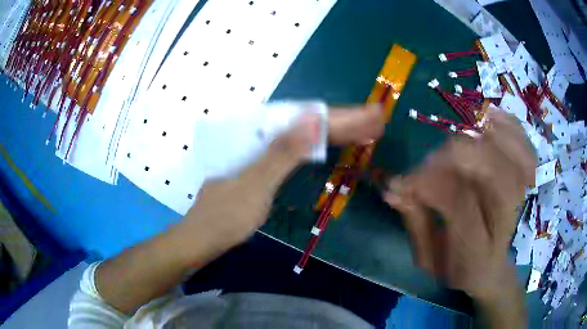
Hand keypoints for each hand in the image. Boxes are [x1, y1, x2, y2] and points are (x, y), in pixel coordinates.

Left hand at [93, 103, 385, 314]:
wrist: (202, 238)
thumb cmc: (225, 217)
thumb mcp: (255, 185)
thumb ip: (283, 152)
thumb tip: (313, 118)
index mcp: (260, 137)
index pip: (309, 120)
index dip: (343, 118)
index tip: (372, 115)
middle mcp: (262, 138)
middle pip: (309, 124)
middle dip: (345, 121)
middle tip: (377, 121)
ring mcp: (262, 153)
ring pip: (303, 135)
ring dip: (334, 131)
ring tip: (365, 128)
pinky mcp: (263, 167)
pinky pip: (294, 150)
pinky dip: (316, 146)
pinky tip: (330, 142)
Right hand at [383, 108, 535, 300]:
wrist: (492, 271)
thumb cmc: (457, 268)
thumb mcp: (428, 259)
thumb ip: (415, 222)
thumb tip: (394, 187)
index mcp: (477, 253)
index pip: (461, 205)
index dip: (431, 183)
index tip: (404, 180)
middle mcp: (507, 224)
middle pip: (497, 175)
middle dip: (458, 156)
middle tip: (432, 160)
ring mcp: (524, 202)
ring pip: (517, 157)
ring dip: (487, 135)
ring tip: (461, 133)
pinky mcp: (528, 185)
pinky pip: (527, 148)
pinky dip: (511, 126)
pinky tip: (491, 117)